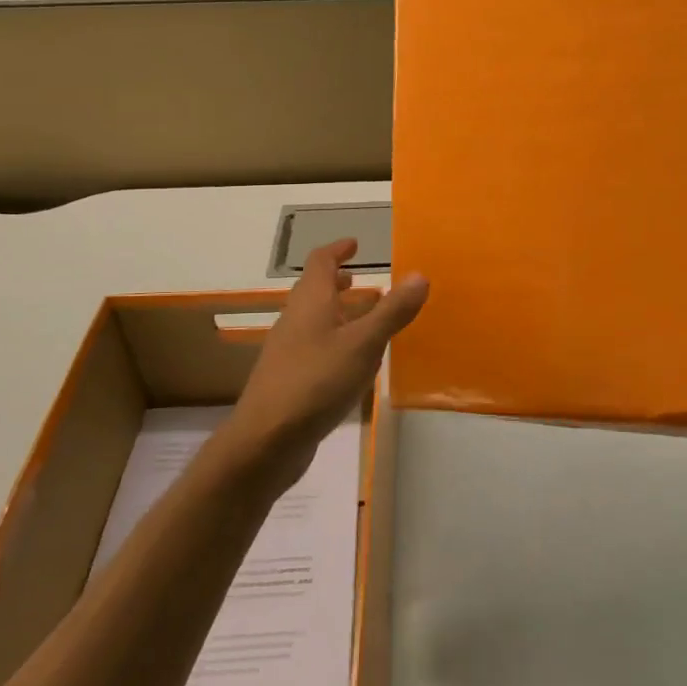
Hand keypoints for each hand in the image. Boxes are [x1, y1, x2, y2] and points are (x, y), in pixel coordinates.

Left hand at [221, 239, 428, 487]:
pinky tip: (357, 364)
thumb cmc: (316, 381)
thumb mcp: (363, 344)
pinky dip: (339, 343)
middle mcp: (295, 321)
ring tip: (370, 319)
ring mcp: (290, 352)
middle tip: (365, 281)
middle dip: (341, 283)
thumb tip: (419, 275)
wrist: (266, 441)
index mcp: (310, 303)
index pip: (320, 262)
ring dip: (342, 314)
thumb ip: (392, 311)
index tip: (355, 244)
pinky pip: (318, 349)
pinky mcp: (291, 381)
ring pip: (318, 322)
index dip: (337, 250)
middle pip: (316, 292)